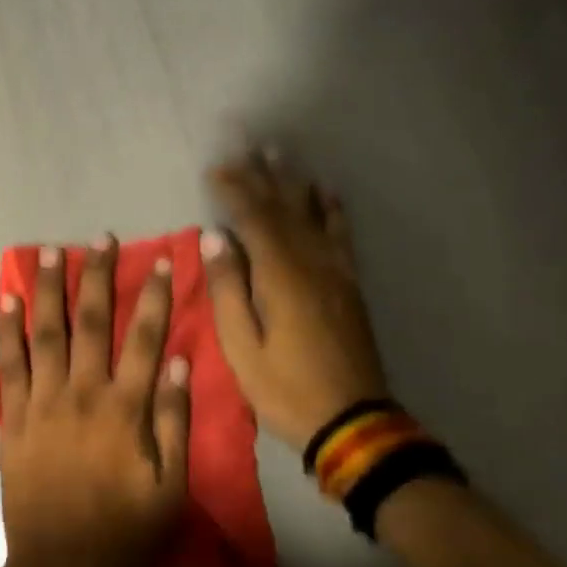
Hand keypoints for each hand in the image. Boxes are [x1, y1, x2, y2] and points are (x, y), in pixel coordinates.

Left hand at [0, 237, 191, 566]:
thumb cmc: (126, 529)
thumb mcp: (171, 485)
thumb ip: (174, 421)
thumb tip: (176, 362)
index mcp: (124, 408)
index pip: (144, 338)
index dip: (153, 296)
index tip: (161, 260)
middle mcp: (82, 393)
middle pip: (91, 322)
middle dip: (97, 277)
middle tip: (100, 238)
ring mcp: (42, 402)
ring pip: (46, 333)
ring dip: (49, 289)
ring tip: (50, 251)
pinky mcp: (13, 417)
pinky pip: (9, 365)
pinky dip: (8, 330)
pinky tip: (8, 299)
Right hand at [204, 152, 389, 448]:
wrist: (352, 420)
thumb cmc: (285, 388)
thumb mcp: (241, 347)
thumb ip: (228, 289)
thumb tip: (215, 237)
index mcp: (280, 276)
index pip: (253, 219)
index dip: (234, 190)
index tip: (215, 169)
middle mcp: (311, 263)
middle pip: (283, 209)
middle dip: (261, 176)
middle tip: (246, 146)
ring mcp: (335, 272)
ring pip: (312, 215)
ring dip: (294, 183)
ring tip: (280, 155)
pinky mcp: (349, 285)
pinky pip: (341, 237)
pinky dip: (332, 211)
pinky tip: (327, 193)